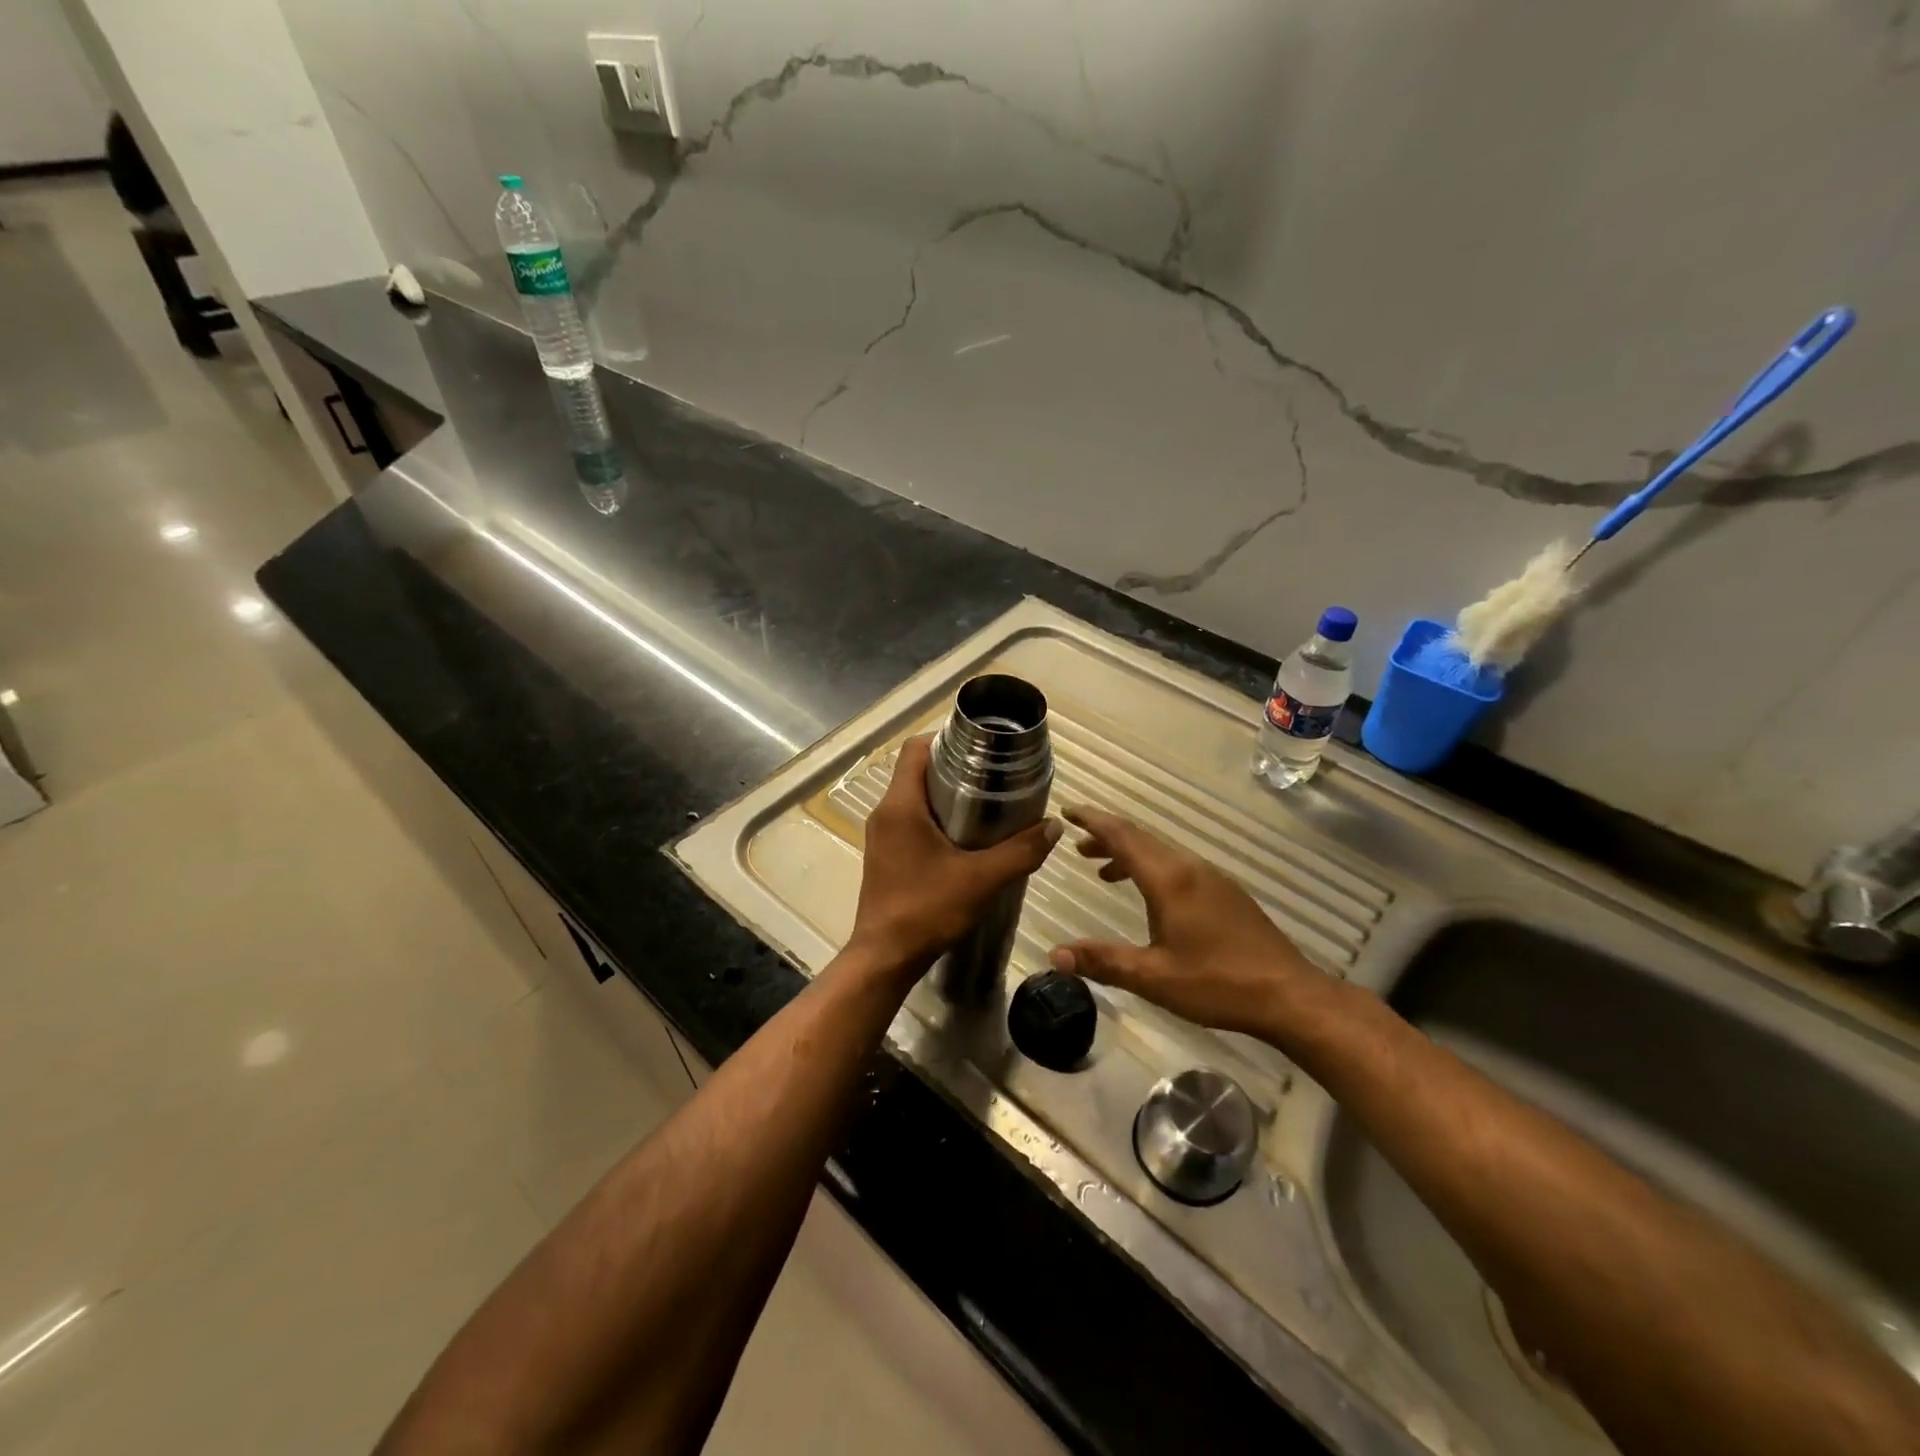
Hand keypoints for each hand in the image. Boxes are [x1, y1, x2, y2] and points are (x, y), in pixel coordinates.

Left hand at [848, 736, 1062, 979]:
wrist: (884, 958)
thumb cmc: (926, 910)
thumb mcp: (982, 880)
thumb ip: (1021, 851)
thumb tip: (1055, 826)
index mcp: (900, 805)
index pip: (915, 748)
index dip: (946, 739)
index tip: (981, 746)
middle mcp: (885, 813)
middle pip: (916, 770)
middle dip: (954, 767)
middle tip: (993, 775)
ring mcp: (882, 835)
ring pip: (914, 796)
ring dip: (946, 794)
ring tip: (987, 803)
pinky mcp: (885, 854)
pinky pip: (910, 820)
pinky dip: (936, 817)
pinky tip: (966, 837)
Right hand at [1048, 806, 1320, 1036]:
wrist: (1289, 995)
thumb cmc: (1217, 984)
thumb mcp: (1153, 977)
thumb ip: (1103, 961)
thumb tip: (1055, 955)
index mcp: (1169, 880)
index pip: (1122, 837)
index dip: (1092, 820)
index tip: (1067, 809)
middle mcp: (1190, 868)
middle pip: (1141, 839)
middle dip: (1106, 835)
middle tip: (1076, 842)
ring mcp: (1211, 878)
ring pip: (1161, 852)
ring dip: (1129, 853)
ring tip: (1101, 869)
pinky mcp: (1225, 892)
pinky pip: (1177, 866)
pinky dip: (1151, 867)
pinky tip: (1148, 894)